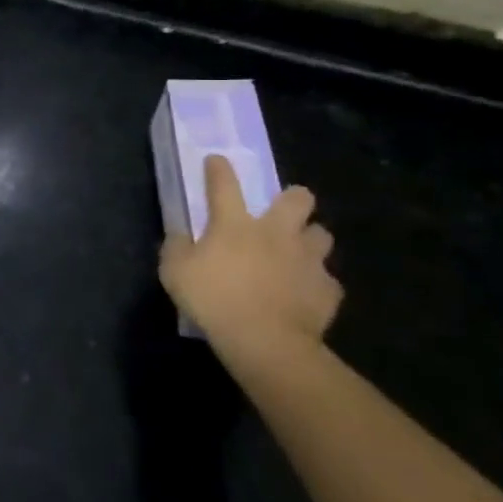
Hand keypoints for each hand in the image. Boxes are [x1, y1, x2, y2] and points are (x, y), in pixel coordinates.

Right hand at [159, 155, 340, 351]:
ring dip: (309, 240)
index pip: (224, 184)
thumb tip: (179, 234)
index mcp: (235, 224)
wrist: (266, 340)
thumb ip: (176, 247)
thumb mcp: (174, 272)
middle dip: (293, 198)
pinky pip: (326, 280)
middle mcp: (276, 232)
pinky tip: (304, 293)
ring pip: (321, 235)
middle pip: (298, 199)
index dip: (219, 169)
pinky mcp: (327, 289)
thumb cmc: (213, 299)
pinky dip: (316, 283)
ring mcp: (307, 259)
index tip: (217, 160)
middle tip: (282, 212)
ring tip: (298, 253)